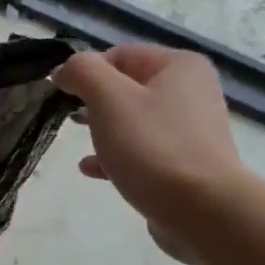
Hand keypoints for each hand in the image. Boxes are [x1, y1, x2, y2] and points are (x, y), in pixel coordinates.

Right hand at [52, 45, 253, 263]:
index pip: (120, 55)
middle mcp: (192, 92)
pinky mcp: (187, 164)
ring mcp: (193, 130)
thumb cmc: (153, 146)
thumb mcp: (109, 98)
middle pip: (129, 88)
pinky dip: (118, 155)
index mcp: (179, 66)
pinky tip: (94, 170)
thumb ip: (83, 72)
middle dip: (95, 102)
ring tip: (81, 144)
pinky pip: (145, 151)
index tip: (61, 95)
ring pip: (135, 121)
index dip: (86, 72)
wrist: (202, 209)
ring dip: (104, 130)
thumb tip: (67, 69)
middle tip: (70, 119)